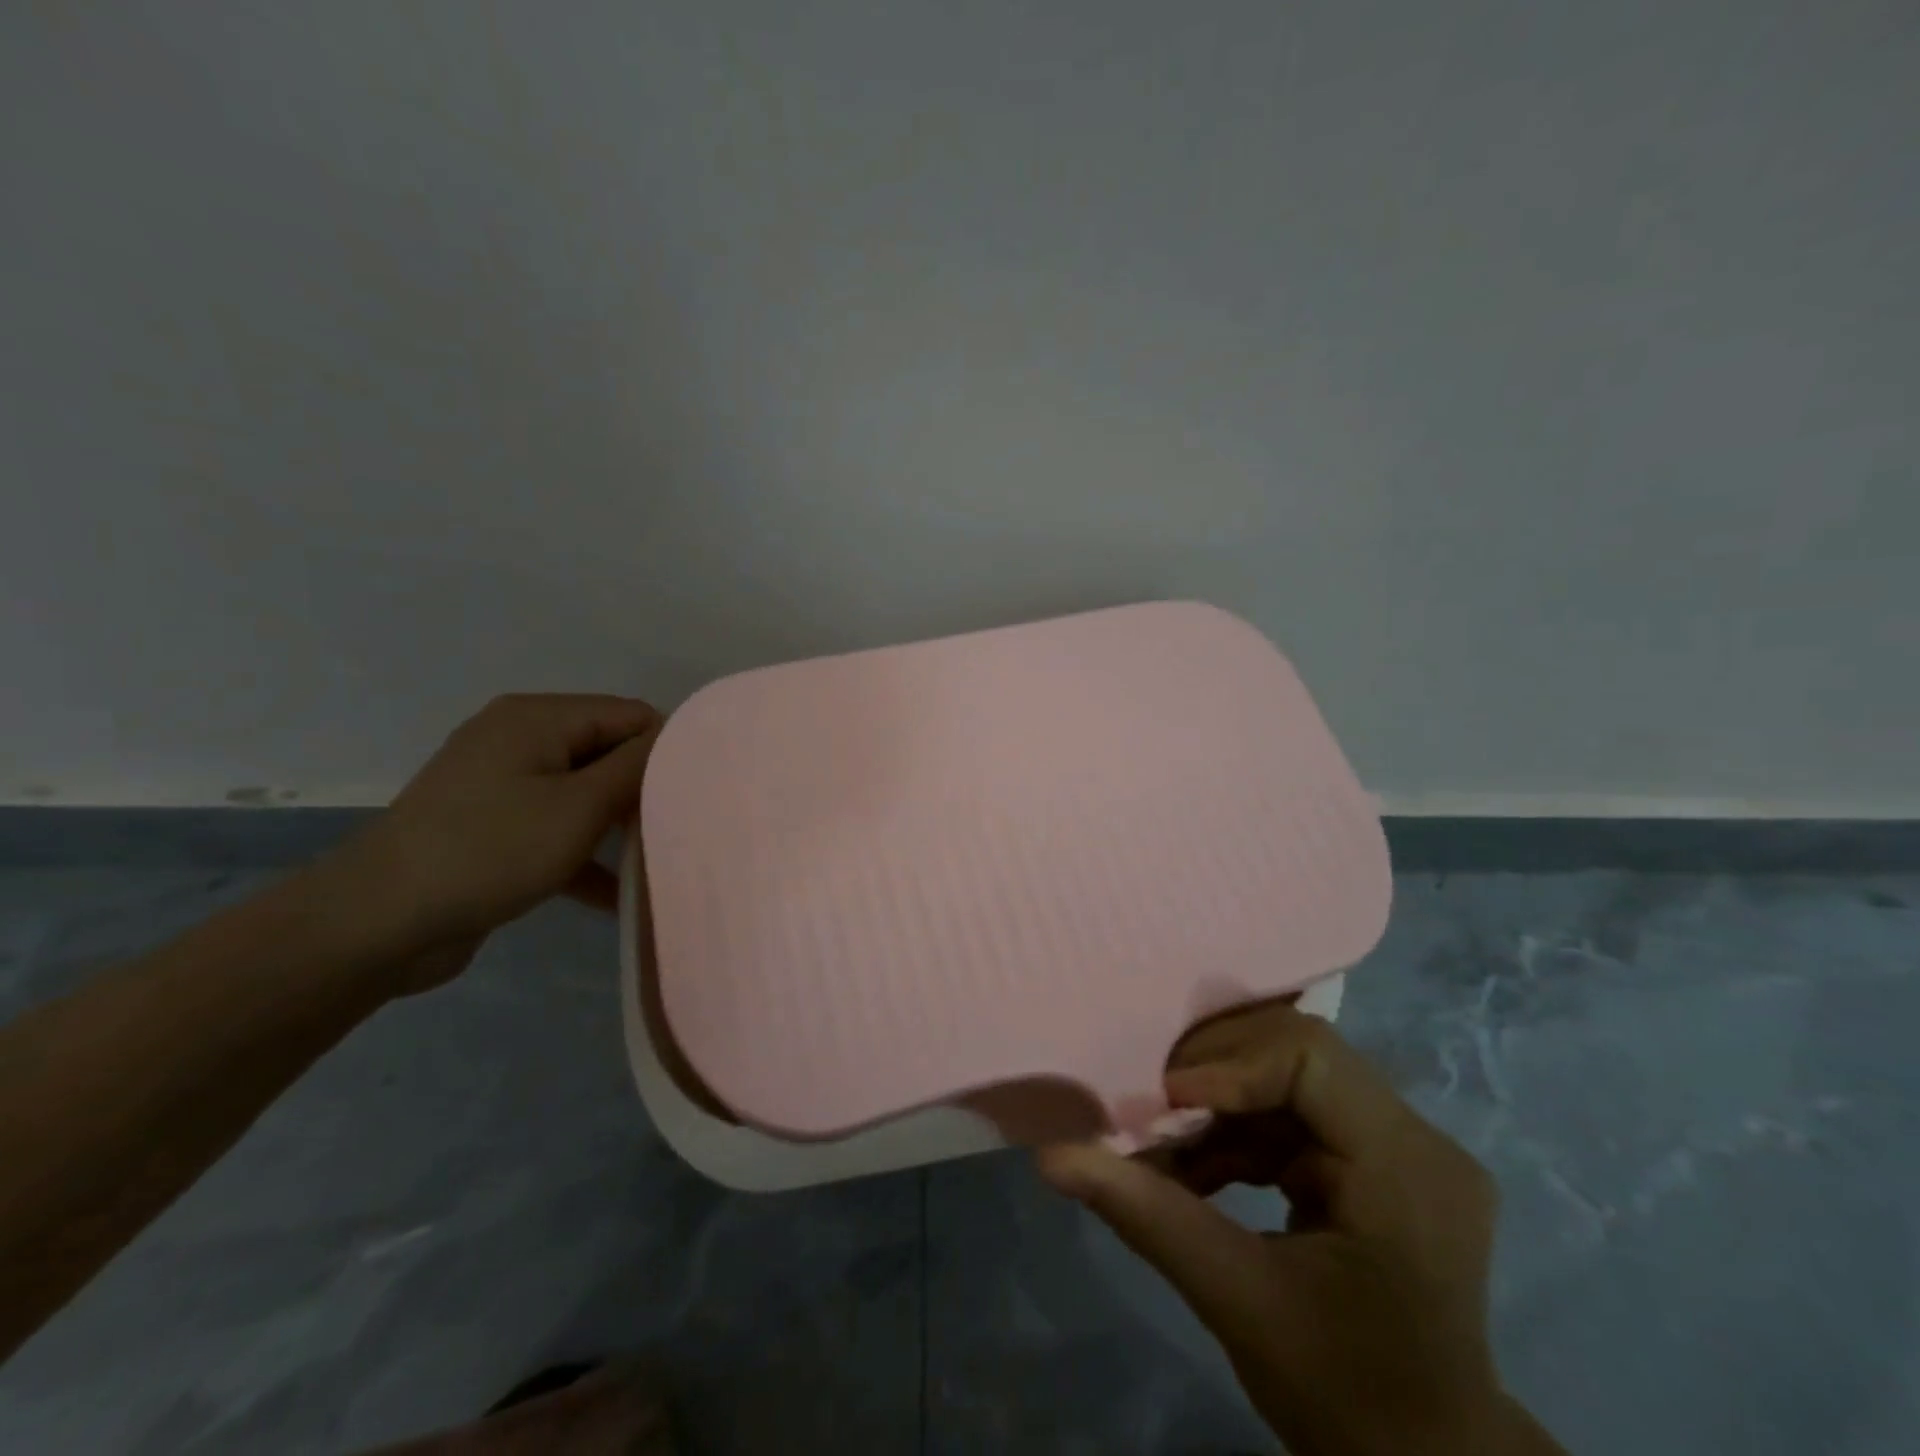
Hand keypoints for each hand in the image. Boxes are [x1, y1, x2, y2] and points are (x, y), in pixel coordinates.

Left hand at [323, 693, 661, 989]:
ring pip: (585, 795)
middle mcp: (520, 740)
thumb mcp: (579, 807)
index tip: (700, 794)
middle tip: (685, 829)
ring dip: (619, 828)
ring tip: (661, 861)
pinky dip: (584, 856)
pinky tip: (618, 896)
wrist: (375, 924)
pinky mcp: (492, 828)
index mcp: (538, 718)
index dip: (668, 750)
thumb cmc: (489, 851)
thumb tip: (679, 737)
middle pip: (608, 753)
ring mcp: (502, 785)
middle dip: (646, 791)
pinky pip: (555, 829)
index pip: (630, 716)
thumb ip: (636, 768)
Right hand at [1037, 1002, 1563, 1455]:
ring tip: (1160, 1141)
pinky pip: (1291, 1115)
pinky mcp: (1373, 1163)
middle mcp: (1413, 1135)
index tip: (1163, 1103)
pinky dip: (1233, 1133)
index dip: (1228, 1065)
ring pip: (1286, 1076)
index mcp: (1404, 1163)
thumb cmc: (1347, 1396)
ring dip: (1215, 1104)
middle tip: (1150, 1107)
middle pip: (1296, 1053)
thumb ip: (1146, 1214)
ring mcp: (1397, 1146)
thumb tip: (1053, 1156)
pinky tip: (1190, 1169)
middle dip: (1213, 1074)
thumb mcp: (1239, 1303)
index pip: (1309, 1058)